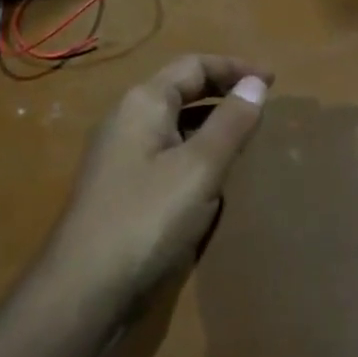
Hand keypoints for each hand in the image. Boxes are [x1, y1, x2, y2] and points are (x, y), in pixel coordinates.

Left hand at [39, 54, 271, 321]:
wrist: (83, 291)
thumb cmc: (147, 218)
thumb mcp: (199, 168)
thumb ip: (230, 123)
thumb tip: (256, 83)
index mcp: (143, 102)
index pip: (194, 65)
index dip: (235, 67)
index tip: (274, 81)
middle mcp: (126, 119)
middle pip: (181, 90)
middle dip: (222, 92)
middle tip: (262, 106)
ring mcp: (120, 156)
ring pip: (173, 125)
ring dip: (210, 124)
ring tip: (245, 139)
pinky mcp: (122, 189)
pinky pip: (166, 155)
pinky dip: (194, 153)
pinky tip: (213, 180)